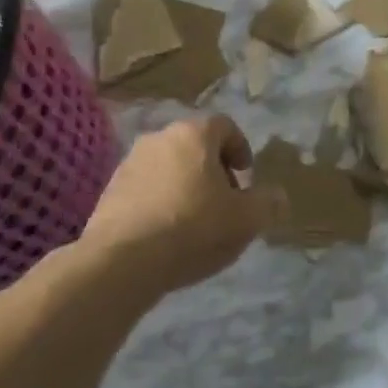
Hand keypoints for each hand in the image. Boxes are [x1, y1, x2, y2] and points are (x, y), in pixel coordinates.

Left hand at [76, 115, 274, 297]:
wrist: (122, 262)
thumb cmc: (193, 228)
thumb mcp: (246, 219)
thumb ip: (268, 202)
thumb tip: (277, 196)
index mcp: (194, 134)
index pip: (225, 126)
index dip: (241, 148)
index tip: (246, 176)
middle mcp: (159, 138)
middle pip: (195, 145)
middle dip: (213, 169)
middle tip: (225, 201)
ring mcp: (129, 163)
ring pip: (168, 166)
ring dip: (185, 185)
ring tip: (195, 221)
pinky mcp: (109, 191)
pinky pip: (146, 188)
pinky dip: (160, 201)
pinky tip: (166, 233)